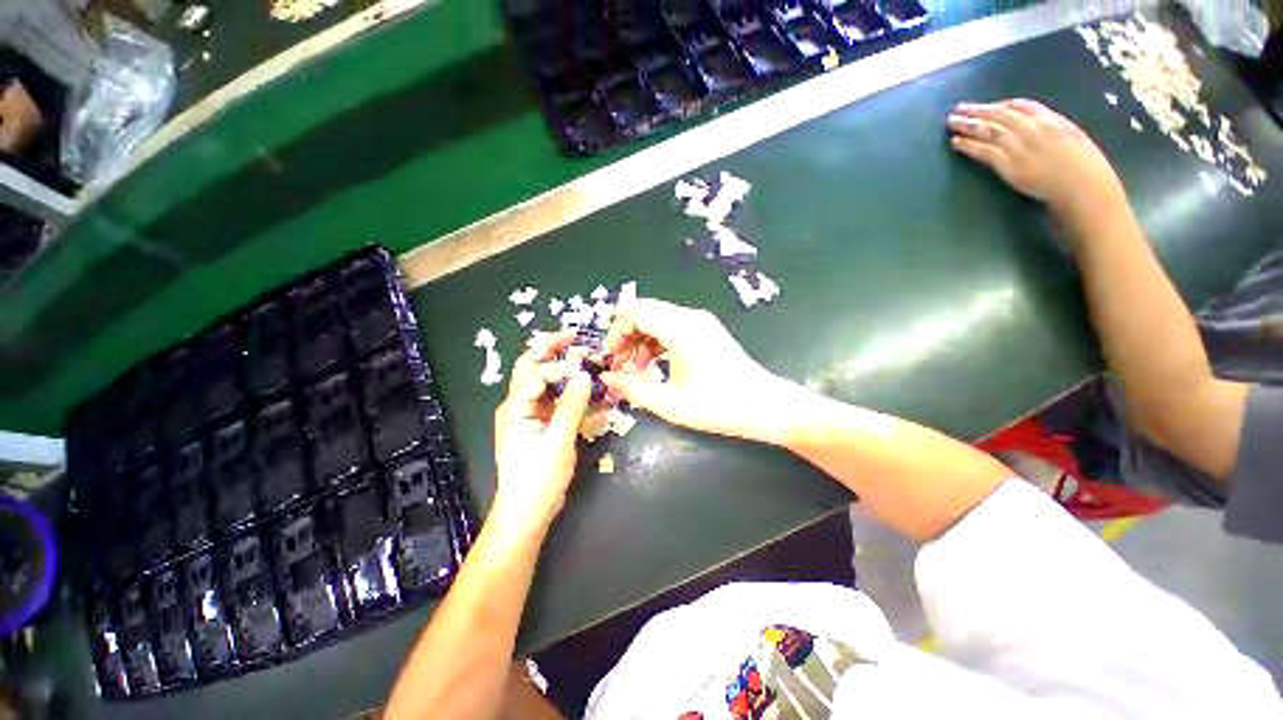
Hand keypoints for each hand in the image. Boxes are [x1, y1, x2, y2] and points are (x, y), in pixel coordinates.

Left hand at [492, 331, 593, 532]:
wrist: (526, 513)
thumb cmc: (538, 479)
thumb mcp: (558, 441)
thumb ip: (571, 406)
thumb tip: (583, 375)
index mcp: (515, 407)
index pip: (536, 371)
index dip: (560, 364)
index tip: (584, 365)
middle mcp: (517, 405)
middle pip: (532, 368)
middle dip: (551, 350)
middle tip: (574, 337)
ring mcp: (527, 415)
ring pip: (543, 383)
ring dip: (561, 369)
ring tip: (581, 358)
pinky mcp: (538, 425)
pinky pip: (552, 401)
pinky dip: (567, 392)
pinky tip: (584, 391)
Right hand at [601, 299, 796, 443]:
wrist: (766, 407)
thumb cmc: (718, 406)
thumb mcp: (669, 403)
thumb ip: (633, 389)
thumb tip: (606, 378)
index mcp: (680, 328)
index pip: (635, 312)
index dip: (616, 333)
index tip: (609, 359)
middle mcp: (690, 317)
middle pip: (645, 312)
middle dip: (626, 336)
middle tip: (618, 365)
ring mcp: (701, 323)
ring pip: (658, 319)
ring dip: (641, 340)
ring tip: (635, 370)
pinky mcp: (707, 332)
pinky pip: (672, 327)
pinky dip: (657, 342)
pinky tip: (654, 366)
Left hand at [947, 99, 1129, 233]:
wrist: (1082, 185)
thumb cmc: (1084, 167)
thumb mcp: (1073, 137)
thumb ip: (1053, 130)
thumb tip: (1038, 128)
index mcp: (1052, 119)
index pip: (1021, 105)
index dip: (1001, 105)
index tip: (987, 105)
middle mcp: (1033, 128)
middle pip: (1000, 114)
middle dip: (978, 110)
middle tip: (958, 108)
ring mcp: (1020, 145)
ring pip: (989, 129)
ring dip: (968, 124)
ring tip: (952, 121)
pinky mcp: (1009, 163)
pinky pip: (985, 150)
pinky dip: (968, 145)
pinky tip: (956, 142)